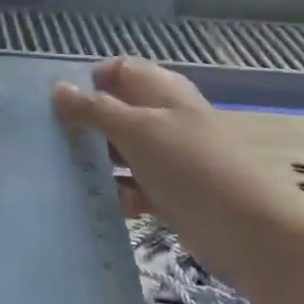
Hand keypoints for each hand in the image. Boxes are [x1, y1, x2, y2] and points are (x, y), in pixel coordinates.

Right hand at [52, 57, 303, 288]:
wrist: (252, 233)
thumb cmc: (191, 166)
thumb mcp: (136, 130)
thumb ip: (94, 109)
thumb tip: (57, 87)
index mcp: (162, 90)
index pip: (117, 70)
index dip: (88, 81)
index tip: (56, 104)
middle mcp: (164, 118)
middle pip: (115, 111)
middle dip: (85, 125)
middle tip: (52, 140)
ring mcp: (168, 157)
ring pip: (120, 151)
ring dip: (97, 162)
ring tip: (67, 173)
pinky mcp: (170, 193)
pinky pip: (133, 186)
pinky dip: (119, 193)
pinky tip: (105, 204)